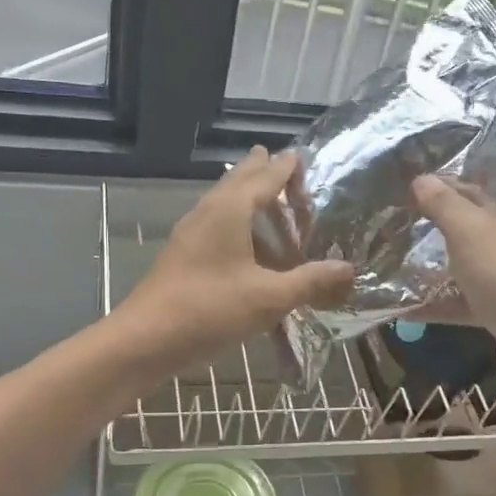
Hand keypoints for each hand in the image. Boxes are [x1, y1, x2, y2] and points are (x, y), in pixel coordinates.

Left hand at [114, 148, 353, 380]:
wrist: (146, 339)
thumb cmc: (209, 310)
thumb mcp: (269, 298)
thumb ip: (309, 281)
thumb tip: (349, 268)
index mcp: (230, 210)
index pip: (265, 176)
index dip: (285, 167)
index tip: (301, 156)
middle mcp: (208, 212)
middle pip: (239, 181)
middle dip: (262, 172)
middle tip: (285, 167)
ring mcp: (190, 233)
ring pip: (223, 202)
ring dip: (247, 197)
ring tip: (271, 203)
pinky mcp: (182, 254)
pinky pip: (215, 225)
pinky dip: (236, 223)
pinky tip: (245, 245)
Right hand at [411, 175, 495, 412]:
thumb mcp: (474, 232)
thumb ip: (444, 205)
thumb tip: (421, 179)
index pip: (487, 186)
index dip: (449, 185)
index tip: (409, 189)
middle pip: (477, 228)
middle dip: (437, 229)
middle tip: (394, 226)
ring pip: (471, 267)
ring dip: (434, 270)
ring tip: (391, 264)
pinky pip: (468, 303)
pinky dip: (440, 305)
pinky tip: (402, 308)